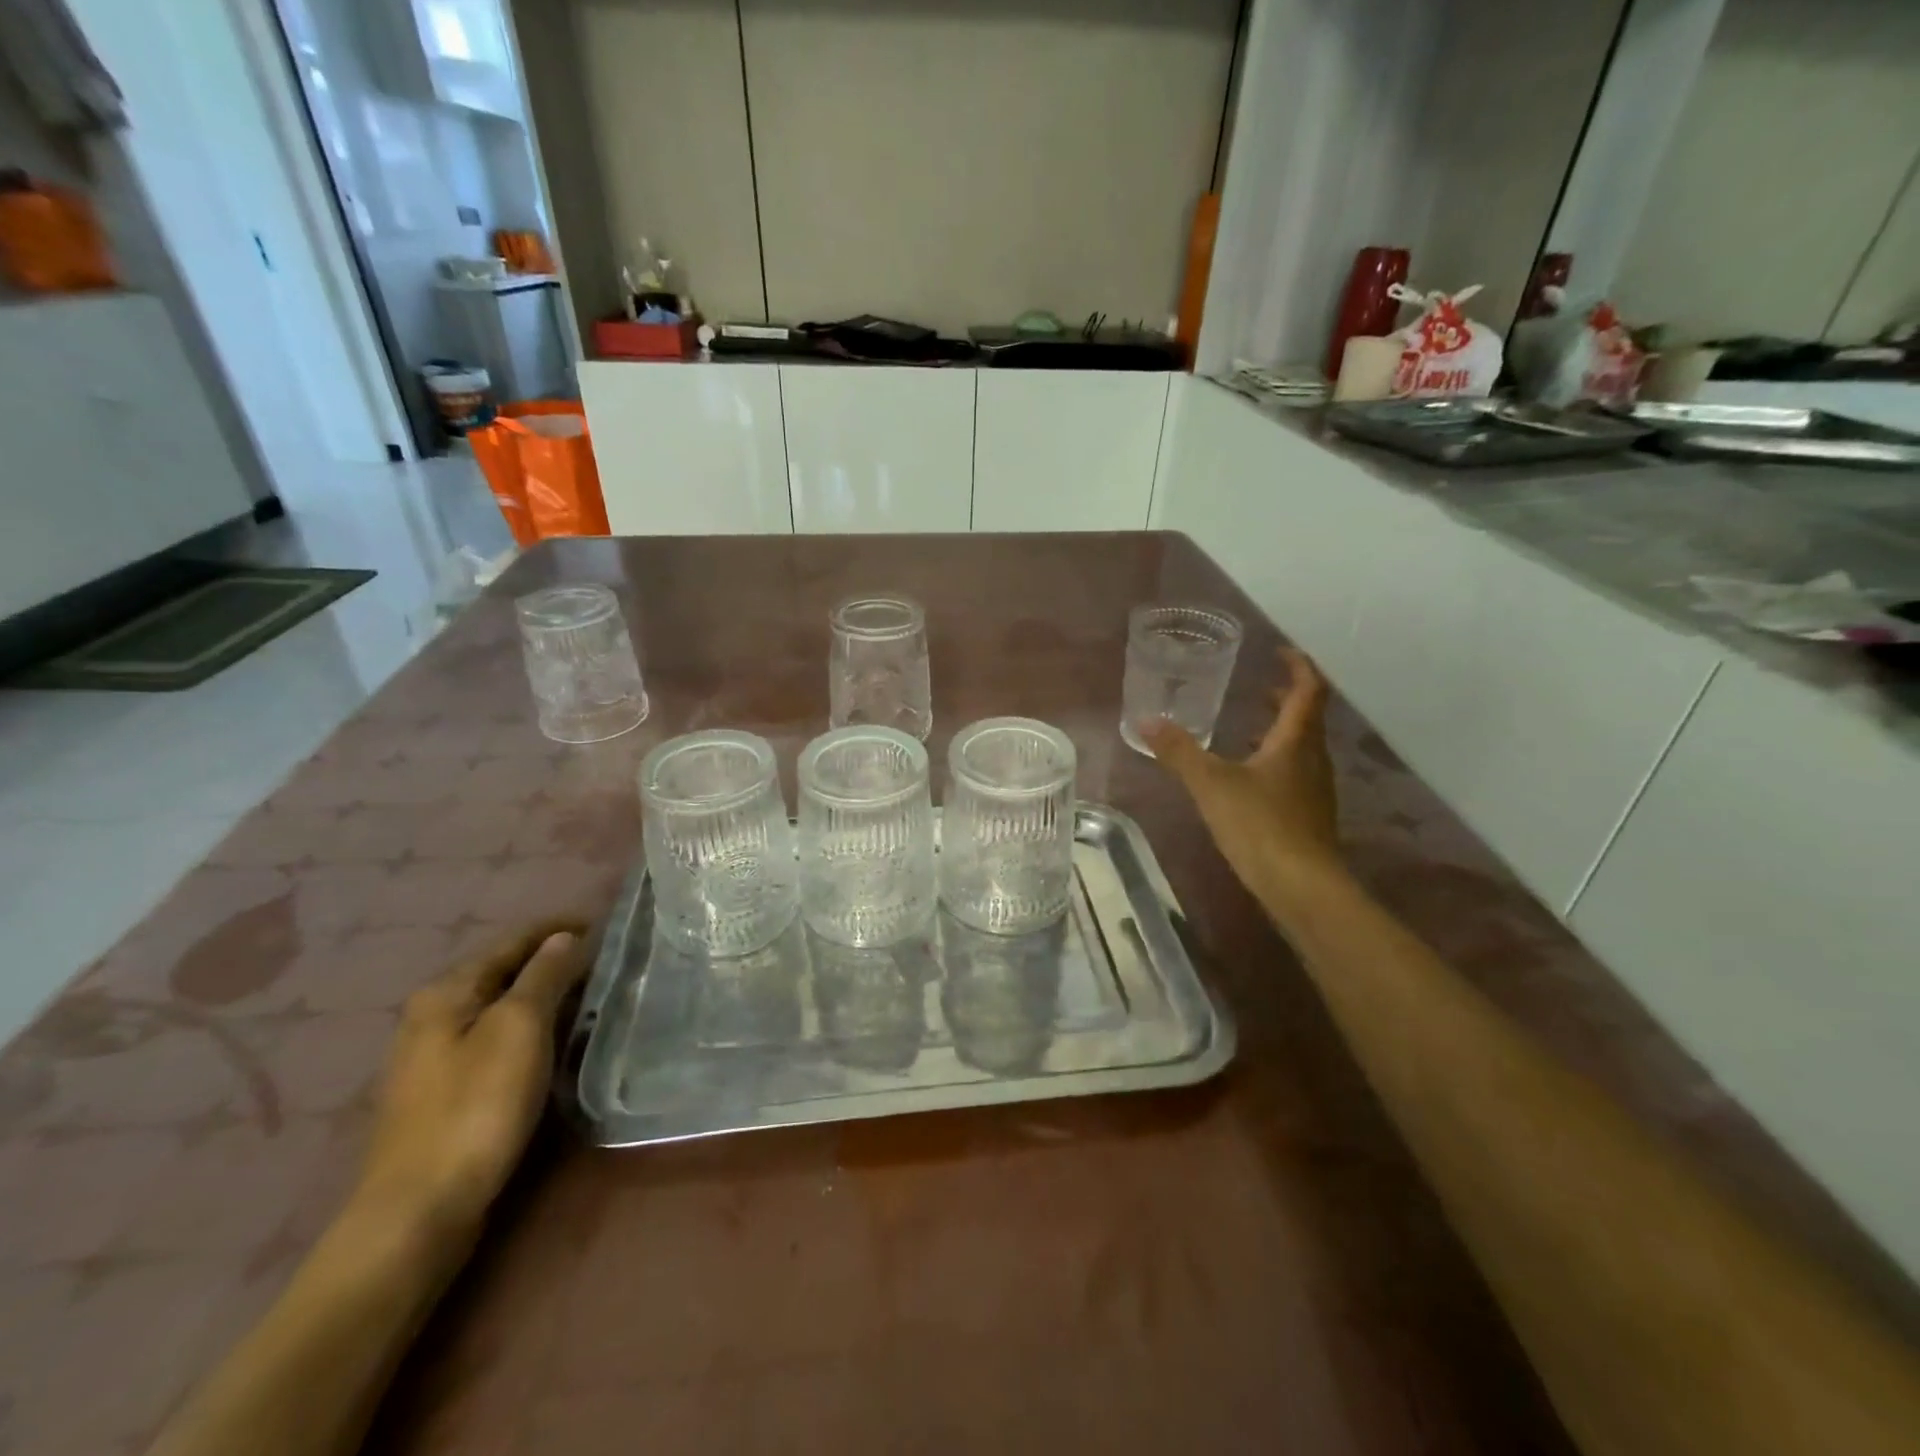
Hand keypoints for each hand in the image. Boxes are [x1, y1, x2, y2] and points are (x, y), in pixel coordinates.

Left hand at [351, 922, 589, 1244]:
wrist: (419, 1210)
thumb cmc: (476, 1106)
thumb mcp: (519, 1028)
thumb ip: (544, 976)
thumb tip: (563, 937)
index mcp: (446, 992)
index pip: (511, 941)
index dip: (556, 928)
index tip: (601, 923)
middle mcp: (431, 1015)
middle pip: (501, 971)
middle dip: (549, 960)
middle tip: (600, 960)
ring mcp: (432, 1057)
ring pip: (497, 1007)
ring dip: (540, 995)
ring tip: (585, 995)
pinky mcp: (442, 1092)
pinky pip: (493, 1038)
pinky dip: (527, 1027)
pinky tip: (549, 1040)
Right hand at [1144, 647, 1345, 918]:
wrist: (1302, 886)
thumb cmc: (1260, 825)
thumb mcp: (1211, 784)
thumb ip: (1179, 752)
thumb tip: (1145, 722)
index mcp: (1296, 742)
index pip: (1308, 690)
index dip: (1298, 666)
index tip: (1279, 651)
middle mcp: (1313, 759)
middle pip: (1307, 718)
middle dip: (1285, 699)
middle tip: (1258, 687)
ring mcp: (1314, 790)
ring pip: (1301, 748)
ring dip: (1279, 731)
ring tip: (1246, 727)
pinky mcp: (1308, 816)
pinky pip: (1294, 774)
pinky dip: (1274, 761)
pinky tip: (1247, 778)